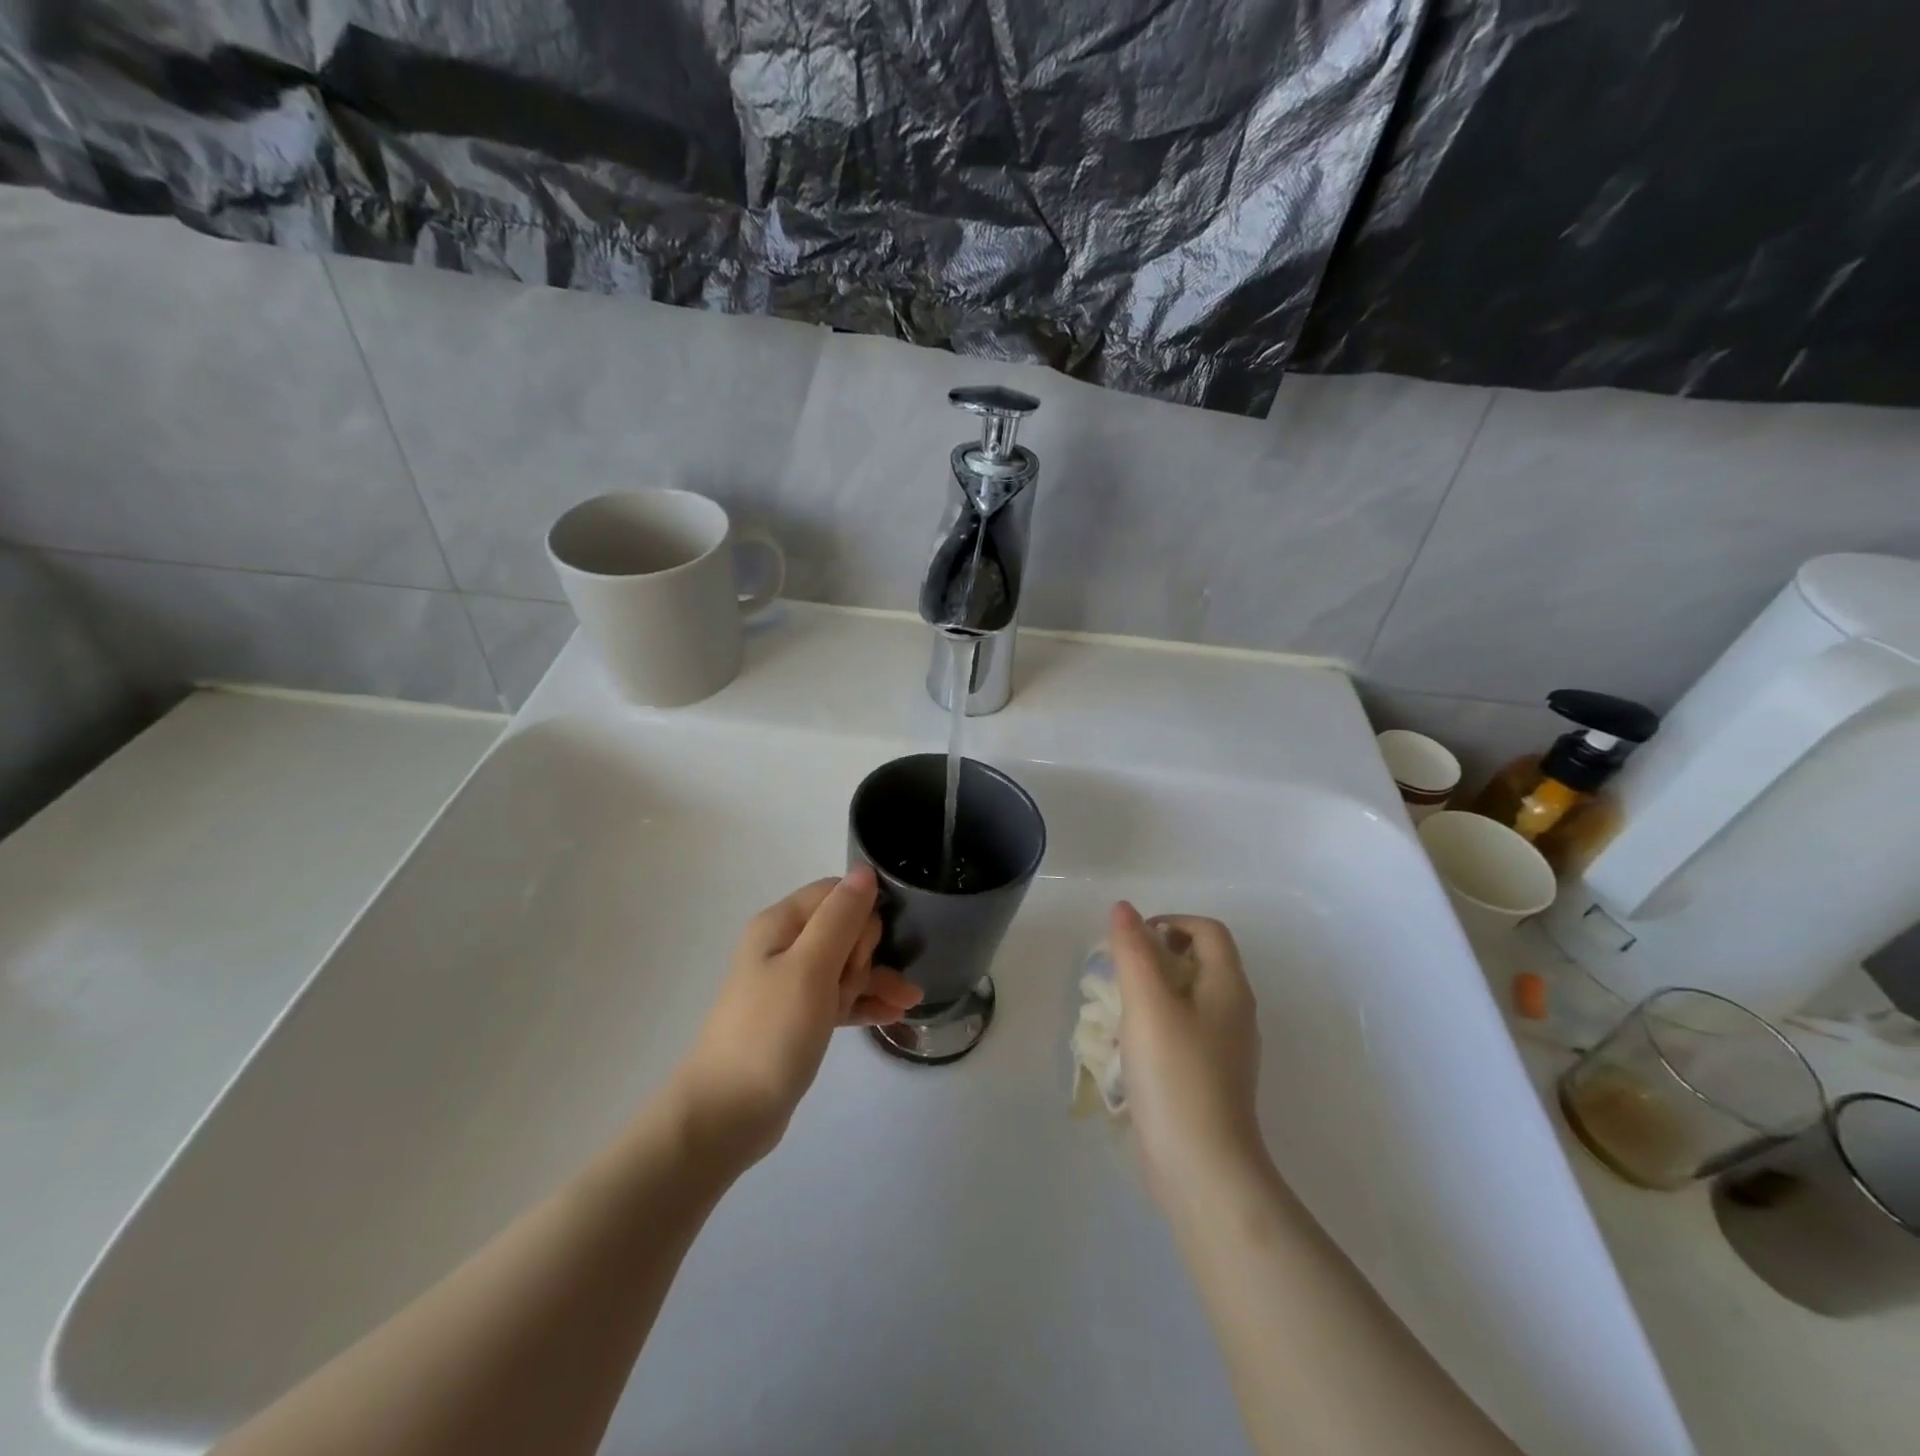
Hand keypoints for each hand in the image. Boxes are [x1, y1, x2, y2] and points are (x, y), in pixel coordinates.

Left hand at [673, 868, 922, 1160]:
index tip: (866, 949)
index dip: (861, 915)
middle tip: (852, 986)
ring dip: (875, 978)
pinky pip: (840, 998)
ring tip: (907, 1001)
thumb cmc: (770, 1032)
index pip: (836, 894)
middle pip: (845, 928)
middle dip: (865, 953)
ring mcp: (791, 985)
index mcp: (781, 924)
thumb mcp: (810, 968)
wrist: (726, 1115)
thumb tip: (865, 870)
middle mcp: (784, 947)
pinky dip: (864, 1002)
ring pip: (846, 965)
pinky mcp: (799, 1019)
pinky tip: (895, 1013)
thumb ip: (841, 917)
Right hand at [1110, 902, 1265, 1202]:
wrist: (1203, 1169)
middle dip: (1155, 957)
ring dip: (1152, 993)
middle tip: (1119, 975)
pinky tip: (1131, 1050)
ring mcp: (1225, 1050)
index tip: (1132, 941)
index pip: (1208, 931)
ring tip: (1119, 1011)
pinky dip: (1156, 1026)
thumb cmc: (1176, 1075)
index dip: (1170, 922)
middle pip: (1198, 962)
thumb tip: (1124, 908)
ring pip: (1187, 999)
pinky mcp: (1209, 1079)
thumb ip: (1133, 951)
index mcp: (1228, 987)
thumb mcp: (1147, 1004)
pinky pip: (1183, 1033)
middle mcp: (1234, 1012)